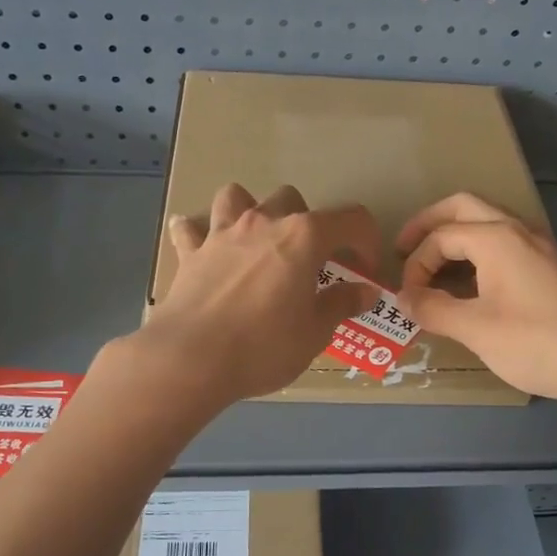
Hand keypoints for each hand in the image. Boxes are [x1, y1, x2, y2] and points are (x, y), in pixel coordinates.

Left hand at [137, 183, 383, 405]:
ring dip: (249, 210)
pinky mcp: (190, 253)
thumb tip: (366, 291)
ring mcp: (222, 233)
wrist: (191, 359)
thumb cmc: (264, 346)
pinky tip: (201, 245)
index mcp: (303, 237)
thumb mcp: (315, 332)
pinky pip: (191, 229)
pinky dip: (197, 233)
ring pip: (236, 196)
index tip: (364, 270)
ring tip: (255, 241)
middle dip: (306, 224)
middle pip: (292, 200)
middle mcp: (263, 222)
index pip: (351, 219)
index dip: (365, 241)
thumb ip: (341, 304)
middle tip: (308, 262)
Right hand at [394, 193, 556, 409]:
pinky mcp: (554, 268)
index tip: (407, 299)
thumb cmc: (540, 342)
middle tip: (404, 249)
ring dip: (457, 237)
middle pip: (464, 208)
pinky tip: (474, 286)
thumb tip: (404, 299)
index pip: (441, 236)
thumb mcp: (477, 330)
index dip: (415, 264)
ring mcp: (541, 247)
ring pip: (489, 224)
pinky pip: (506, 245)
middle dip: (429, 224)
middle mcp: (519, 231)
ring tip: (435, 268)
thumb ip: (434, 310)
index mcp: (496, 238)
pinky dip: (479, 254)